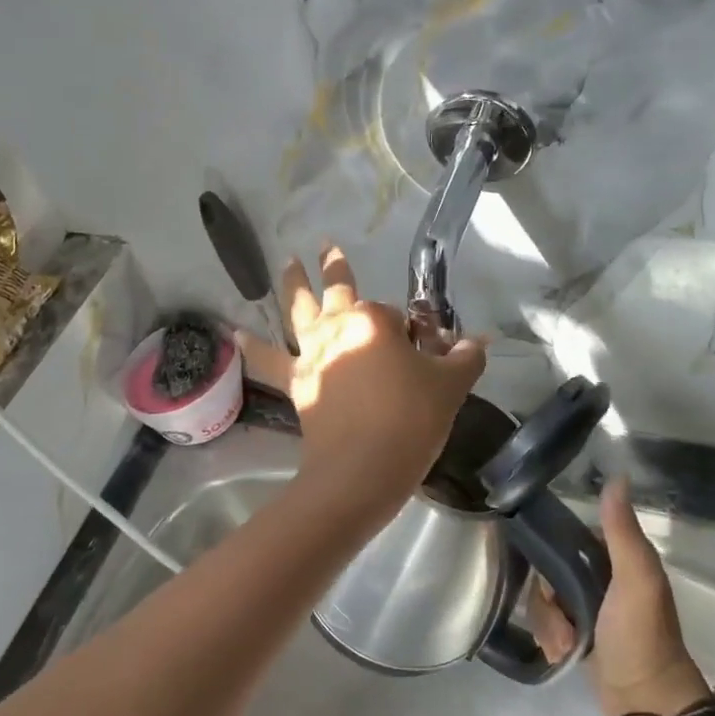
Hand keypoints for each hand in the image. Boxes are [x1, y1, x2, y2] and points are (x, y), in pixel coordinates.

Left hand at [237, 244, 485, 510]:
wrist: (362, 470)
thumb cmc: (410, 420)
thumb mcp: (449, 386)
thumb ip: (465, 358)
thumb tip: (479, 341)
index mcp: (375, 321)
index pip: (397, 316)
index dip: (412, 332)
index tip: (424, 355)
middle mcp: (338, 327)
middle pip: (339, 290)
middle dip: (335, 267)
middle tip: (327, 245)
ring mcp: (313, 353)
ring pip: (299, 309)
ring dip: (293, 284)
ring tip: (288, 262)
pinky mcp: (296, 382)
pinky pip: (269, 359)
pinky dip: (252, 346)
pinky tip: (235, 333)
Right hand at [532, 476, 710, 715]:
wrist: (647, 705)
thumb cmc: (641, 636)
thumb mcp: (635, 579)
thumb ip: (622, 531)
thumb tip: (618, 476)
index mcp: (616, 559)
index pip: (567, 538)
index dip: (552, 554)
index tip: (551, 579)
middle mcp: (600, 578)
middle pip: (550, 571)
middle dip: (549, 600)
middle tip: (563, 622)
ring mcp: (589, 608)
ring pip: (545, 599)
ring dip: (549, 623)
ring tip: (565, 645)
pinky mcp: (578, 635)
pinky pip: (548, 623)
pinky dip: (550, 638)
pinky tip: (561, 654)